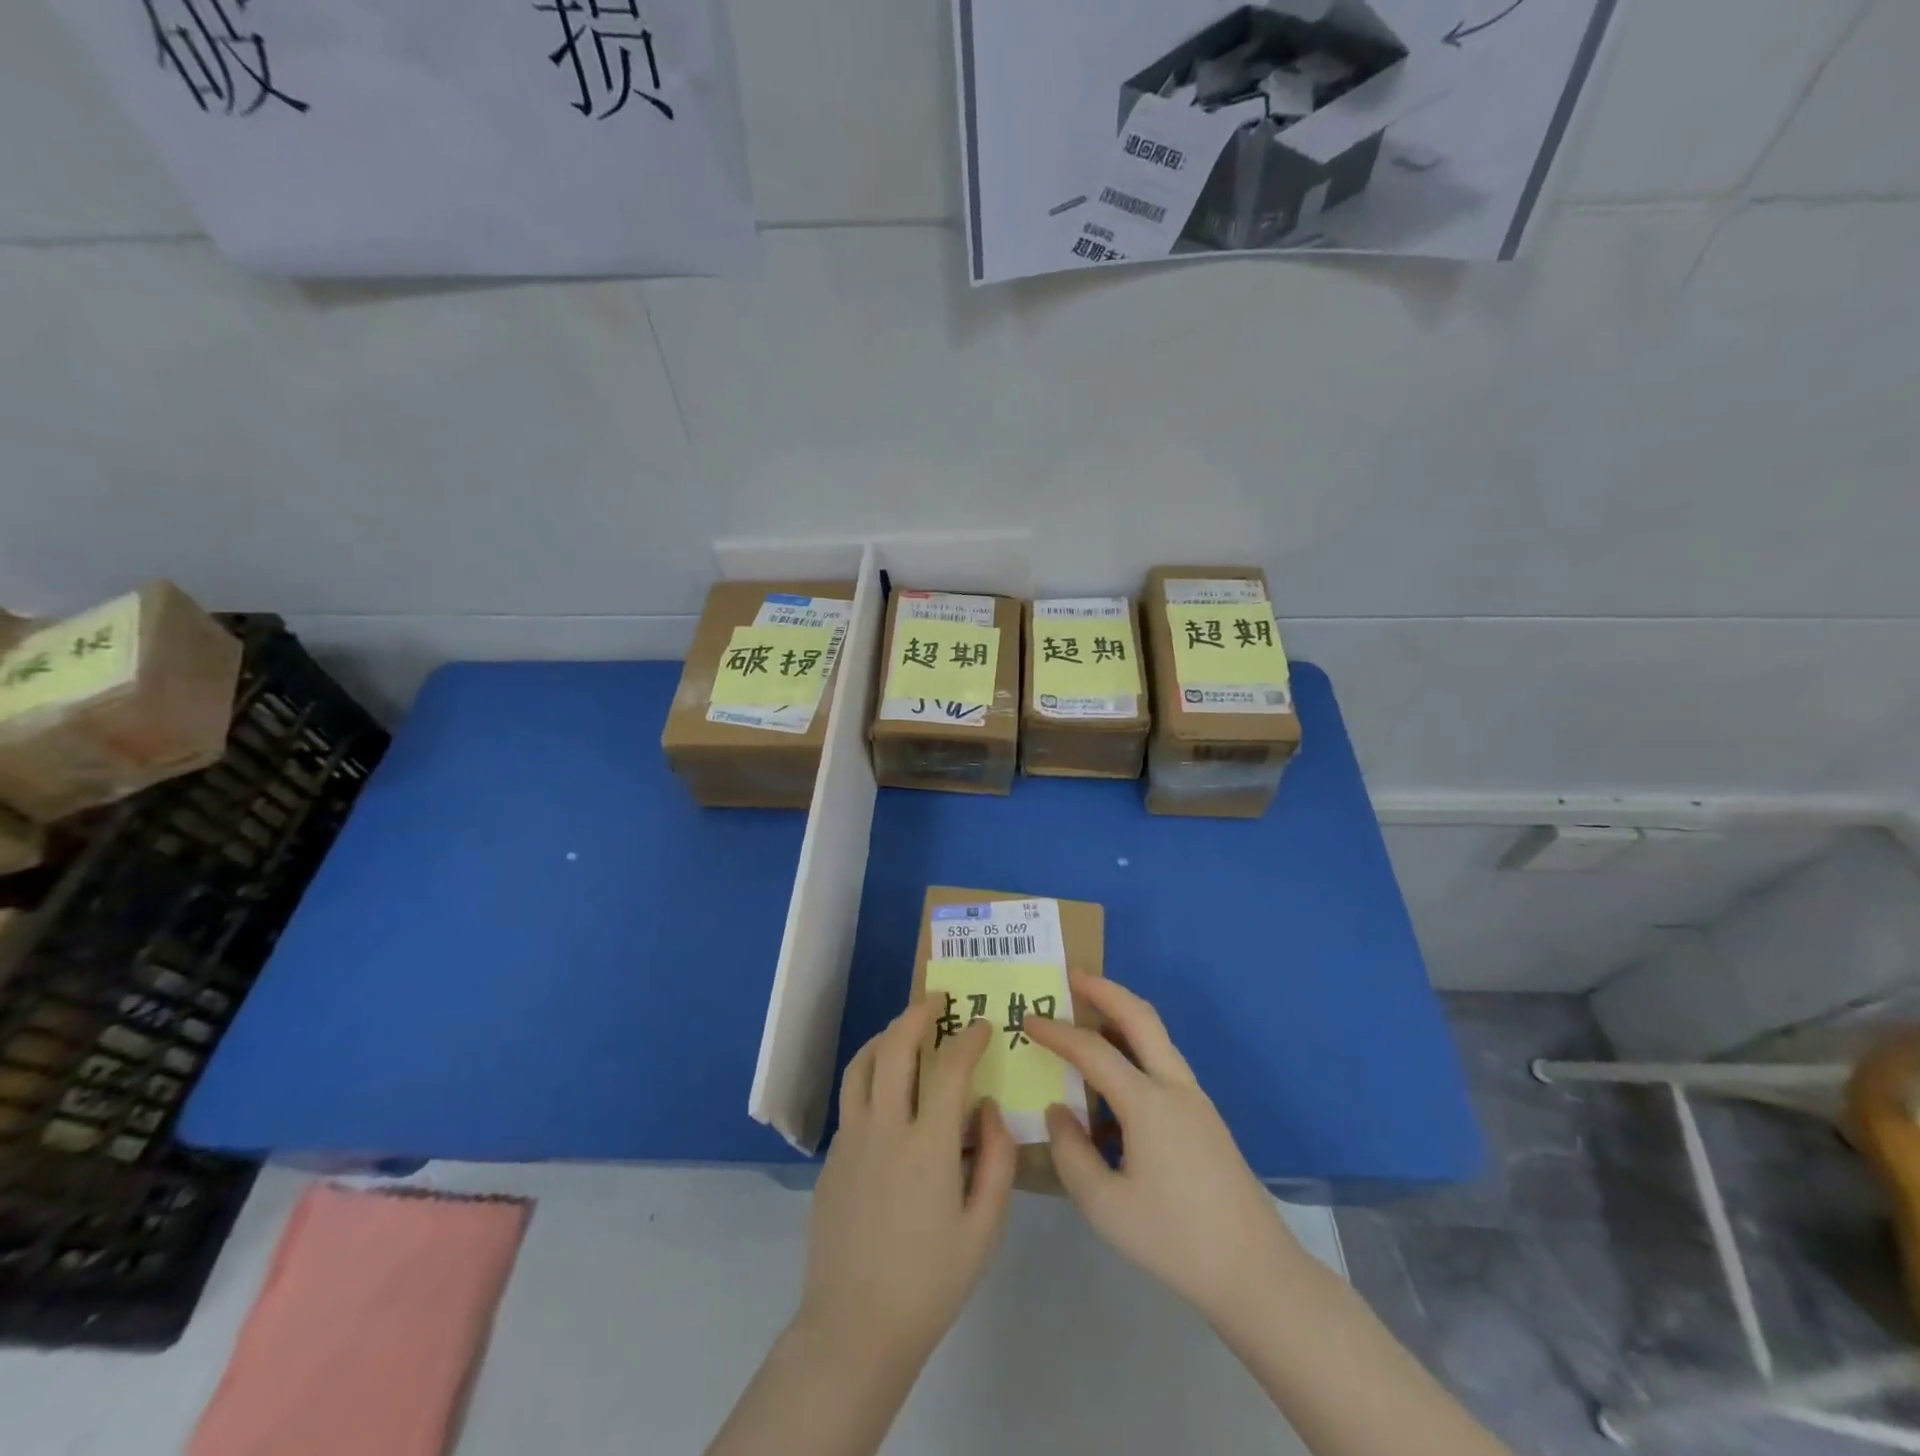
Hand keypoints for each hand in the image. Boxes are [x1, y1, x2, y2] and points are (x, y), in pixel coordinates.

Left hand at [795, 1000, 1016, 1374]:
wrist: (854, 1329)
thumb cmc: (930, 1282)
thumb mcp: (984, 1229)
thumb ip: (995, 1159)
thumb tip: (988, 1109)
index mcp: (927, 1145)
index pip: (950, 1068)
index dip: (968, 1038)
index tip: (982, 1025)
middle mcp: (884, 1128)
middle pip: (895, 1048)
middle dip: (918, 1014)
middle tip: (937, 1000)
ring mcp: (850, 1140)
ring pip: (862, 1065)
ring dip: (886, 1036)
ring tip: (905, 1029)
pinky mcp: (831, 1158)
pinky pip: (852, 1099)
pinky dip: (870, 1075)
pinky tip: (887, 1092)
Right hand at [1023, 974, 1302, 1323]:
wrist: (1255, 1272)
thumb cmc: (1174, 1239)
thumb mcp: (1105, 1206)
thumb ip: (1071, 1153)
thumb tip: (1059, 1110)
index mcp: (1148, 1103)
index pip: (1093, 1050)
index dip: (1057, 1032)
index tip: (1028, 1019)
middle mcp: (1174, 1087)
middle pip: (1140, 1016)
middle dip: (1105, 989)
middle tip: (1072, 976)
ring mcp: (1195, 1099)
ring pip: (1157, 1036)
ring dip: (1123, 1015)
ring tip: (1089, 1015)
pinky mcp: (1205, 1117)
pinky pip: (1163, 1063)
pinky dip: (1136, 1048)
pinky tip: (1115, 1079)